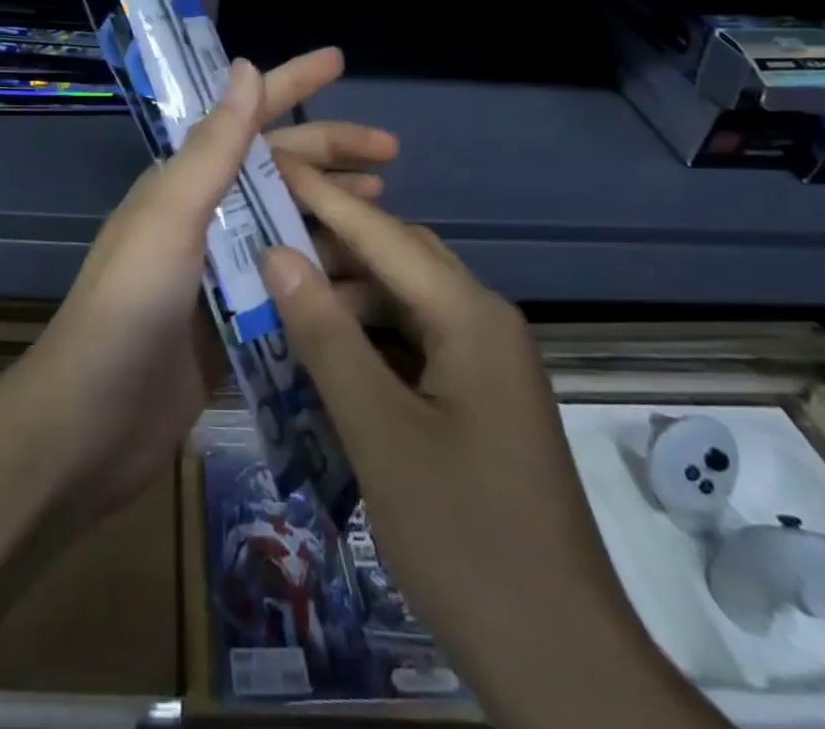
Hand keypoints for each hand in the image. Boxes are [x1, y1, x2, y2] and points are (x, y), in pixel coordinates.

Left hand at [0, 47, 396, 521]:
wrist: (90, 425)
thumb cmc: (128, 307)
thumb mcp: (172, 216)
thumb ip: (213, 146)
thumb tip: (245, 64)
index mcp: (185, 184)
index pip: (246, 118)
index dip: (292, 83)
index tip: (340, 59)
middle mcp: (205, 219)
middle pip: (280, 172)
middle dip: (332, 155)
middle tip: (393, 155)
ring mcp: (223, 273)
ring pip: (292, 227)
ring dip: (337, 215)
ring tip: (389, 211)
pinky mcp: (237, 324)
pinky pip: (293, 287)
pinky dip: (328, 277)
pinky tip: (370, 280)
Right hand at [260, 165, 725, 728]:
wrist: (561, 663)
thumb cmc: (466, 538)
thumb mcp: (379, 433)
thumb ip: (326, 336)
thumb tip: (277, 254)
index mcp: (470, 316)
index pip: (381, 234)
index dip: (321, 197)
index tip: (270, 162)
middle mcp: (483, 322)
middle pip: (397, 257)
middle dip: (332, 240)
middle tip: (264, 229)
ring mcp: (484, 362)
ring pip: (404, 300)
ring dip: (346, 292)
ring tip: (281, 290)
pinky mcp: (477, 397)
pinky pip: (413, 341)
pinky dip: (366, 335)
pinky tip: (323, 348)